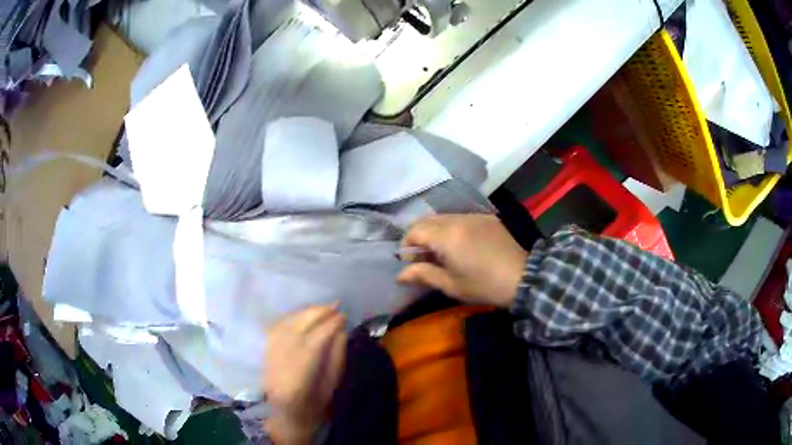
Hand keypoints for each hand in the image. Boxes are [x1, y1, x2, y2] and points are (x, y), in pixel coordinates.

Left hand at [262, 305, 346, 443]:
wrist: (283, 414)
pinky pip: (277, 327)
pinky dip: (292, 318)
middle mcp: (280, 361)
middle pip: (297, 328)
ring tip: (322, 308)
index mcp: (299, 375)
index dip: (330, 326)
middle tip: (336, 306)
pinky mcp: (265, 351)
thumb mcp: (331, 387)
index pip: (315, 341)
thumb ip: (336, 359)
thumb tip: (341, 332)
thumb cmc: (312, 406)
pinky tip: (303, 315)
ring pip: (286, 325)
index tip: (344, 317)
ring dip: (305, 313)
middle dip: (317, 313)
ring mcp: (270, 355)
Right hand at [398, 214, 527, 307]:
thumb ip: (423, 275)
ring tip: (440, 253)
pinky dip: (452, 229)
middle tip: (422, 258)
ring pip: (444, 218)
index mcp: (447, 235)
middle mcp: (459, 219)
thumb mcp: (450, 285)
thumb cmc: (483, 286)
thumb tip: (400, 274)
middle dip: (419, 237)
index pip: (415, 230)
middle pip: (428, 220)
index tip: (408, 262)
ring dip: (435, 232)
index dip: (406, 245)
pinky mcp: (487, 219)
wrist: (523, 278)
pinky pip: (461, 219)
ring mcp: (475, 216)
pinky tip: (460, 246)